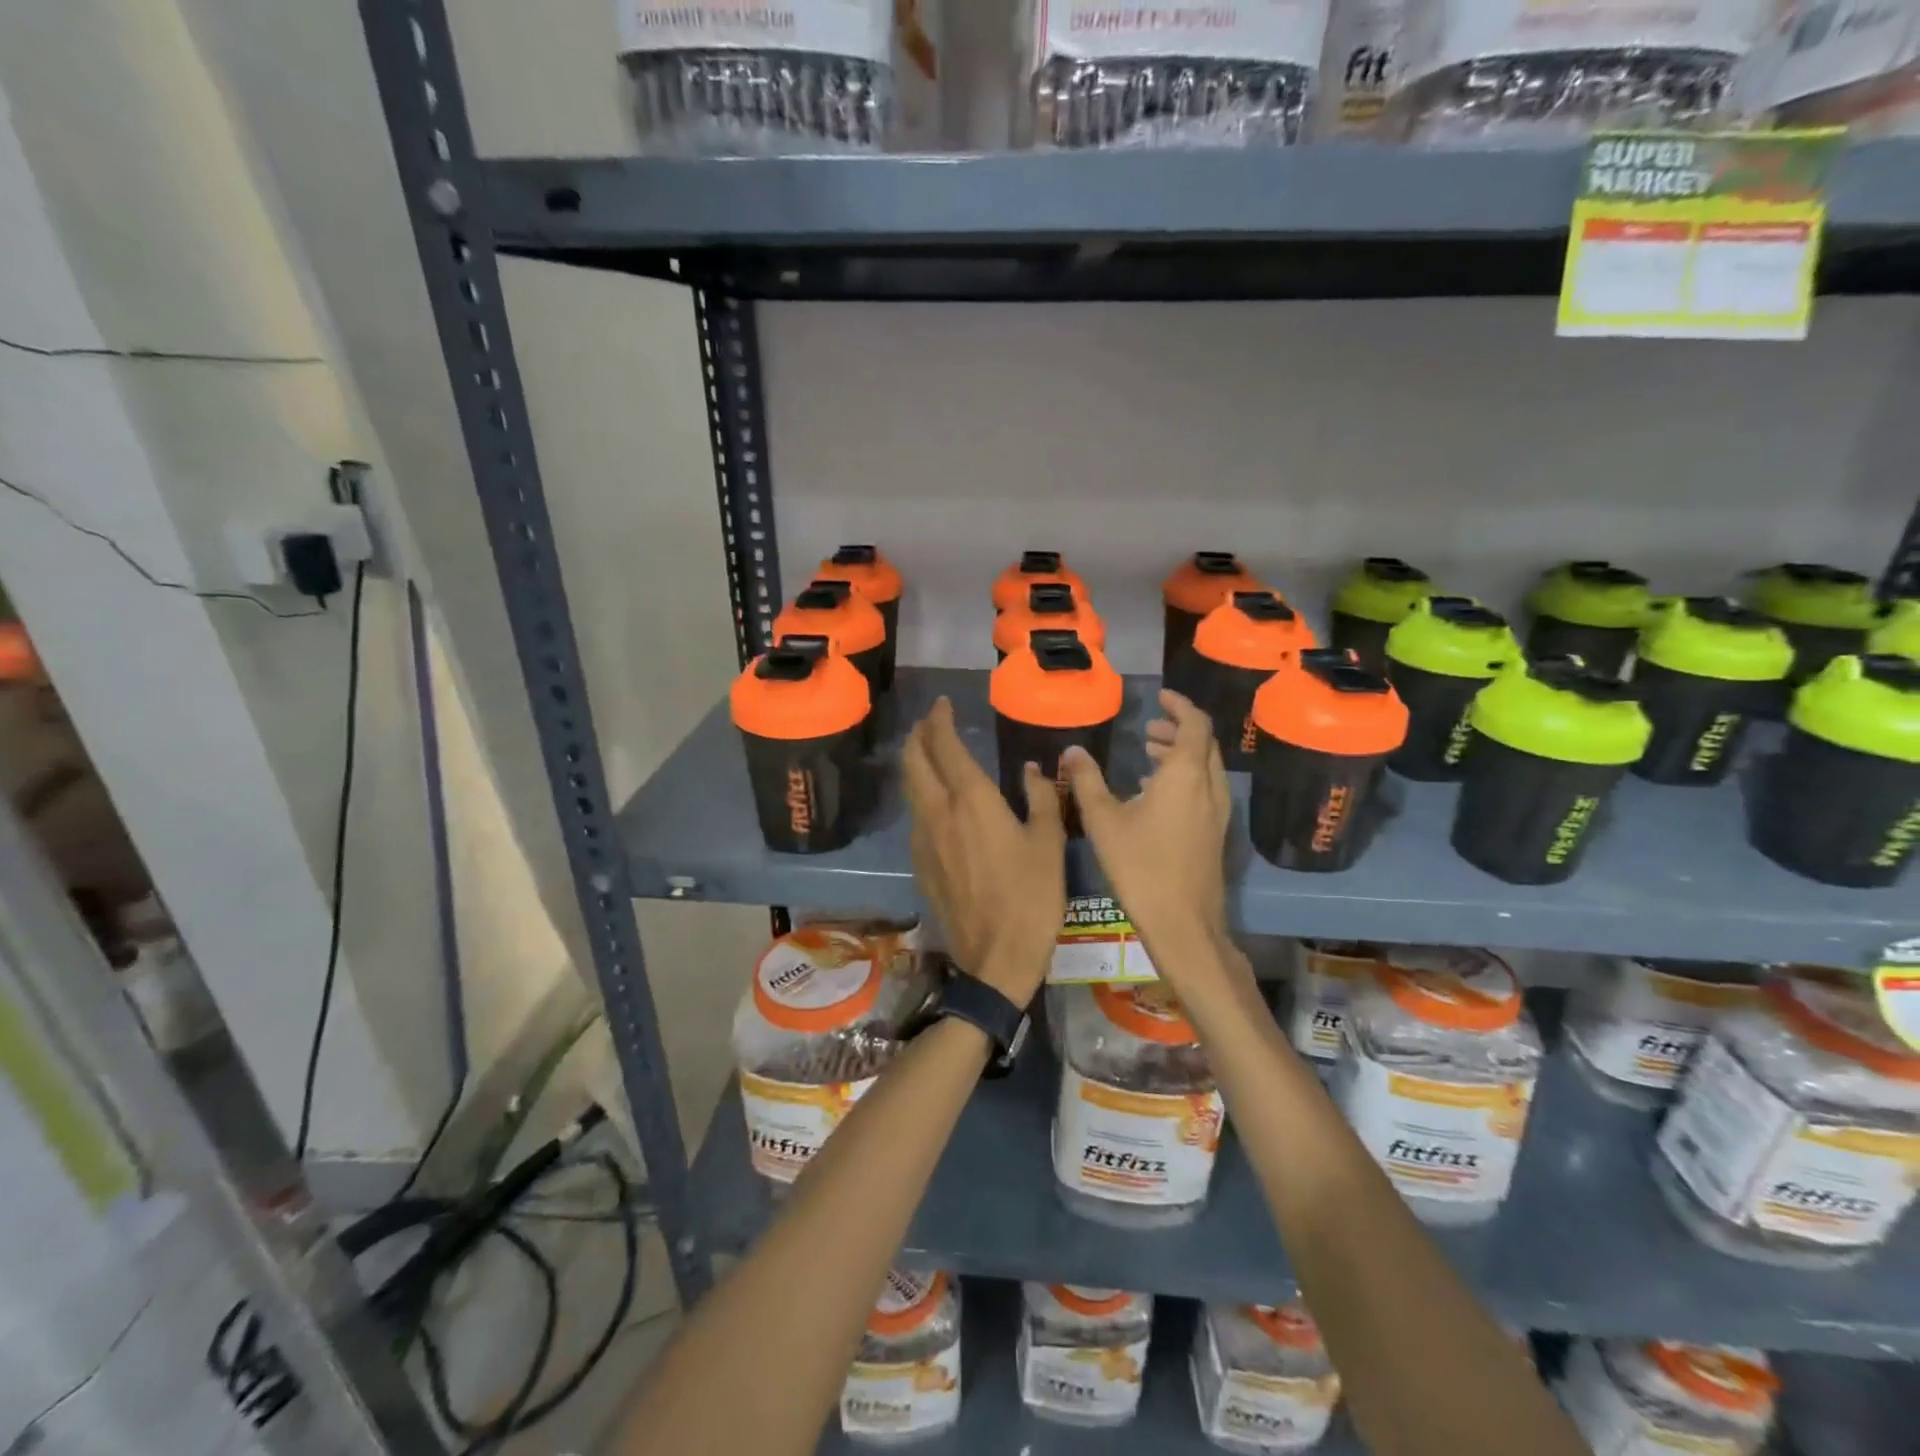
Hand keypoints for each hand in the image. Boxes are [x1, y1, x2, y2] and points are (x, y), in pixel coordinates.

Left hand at [902, 697, 1064, 1006]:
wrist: (995, 957)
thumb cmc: (1031, 896)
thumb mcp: (1048, 842)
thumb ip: (1040, 798)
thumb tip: (1032, 769)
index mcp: (971, 800)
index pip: (944, 745)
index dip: (939, 720)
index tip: (943, 705)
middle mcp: (938, 812)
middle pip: (913, 761)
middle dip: (918, 735)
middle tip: (930, 723)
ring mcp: (923, 839)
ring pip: (909, 789)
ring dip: (915, 764)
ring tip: (929, 754)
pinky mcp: (919, 863)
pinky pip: (914, 816)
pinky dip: (920, 795)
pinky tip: (936, 803)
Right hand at [1062, 690, 1233, 975]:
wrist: (1183, 924)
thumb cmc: (1140, 866)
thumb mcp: (1103, 820)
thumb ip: (1086, 781)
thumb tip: (1072, 751)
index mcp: (1186, 774)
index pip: (1194, 723)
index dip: (1179, 705)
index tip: (1160, 696)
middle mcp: (1209, 787)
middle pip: (1203, 743)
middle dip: (1177, 729)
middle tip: (1148, 729)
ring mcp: (1217, 812)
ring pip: (1205, 768)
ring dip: (1181, 754)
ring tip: (1148, 755)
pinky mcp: (1215, 833)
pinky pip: (1205, 789)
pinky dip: (1185, 777)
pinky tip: (1155, 795)